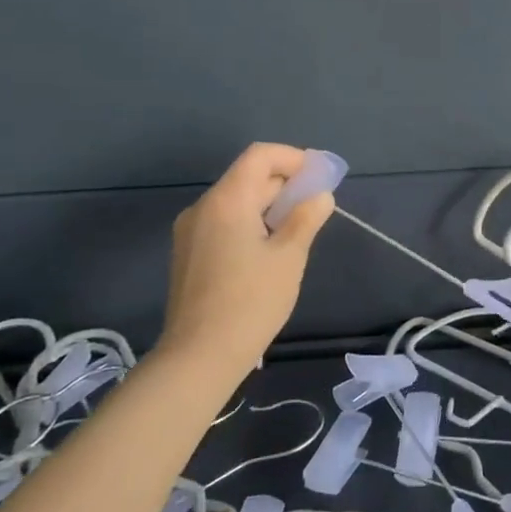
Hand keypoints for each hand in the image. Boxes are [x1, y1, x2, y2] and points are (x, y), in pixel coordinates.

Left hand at [156, 143, 333, 373]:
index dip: (294, 158)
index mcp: (227, 201)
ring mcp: (191, 232)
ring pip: (237, 201)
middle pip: (248, 177)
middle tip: (318, 206)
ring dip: (270, 204)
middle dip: (286, 183)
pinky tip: (270, 249)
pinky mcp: (189, 254)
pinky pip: (225, 222)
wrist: (199, 356)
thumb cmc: (251, 301)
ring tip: (299, 230)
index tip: (321, 177)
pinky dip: (252, 222)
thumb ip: (306, 219)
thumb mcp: (289, 257)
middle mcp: (203, 207)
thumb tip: (320, 197)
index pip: (260, 156)